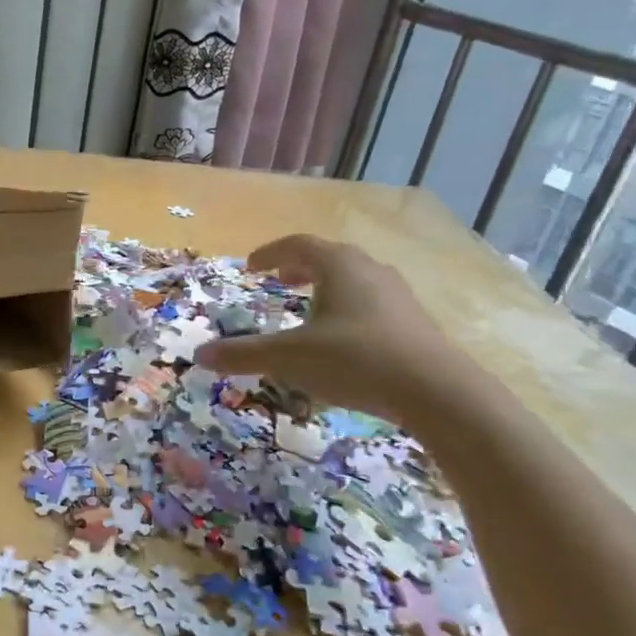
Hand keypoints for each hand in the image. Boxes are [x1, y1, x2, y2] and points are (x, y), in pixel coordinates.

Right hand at [193, 234, 465, 425]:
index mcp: (339, 266)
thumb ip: (244, 354)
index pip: (298, 244)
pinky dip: (348, 308)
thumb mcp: (290, 358)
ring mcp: (397, 295)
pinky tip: (342, 339)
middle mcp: (370, 271)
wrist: (435, 390)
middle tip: (279, 280)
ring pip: (354, 280)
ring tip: (309, 308)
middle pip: (330, 257)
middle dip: (299, 267)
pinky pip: (372, 302)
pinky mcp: (414, 322)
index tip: (252, 267)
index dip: (270, 253)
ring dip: (326, 287)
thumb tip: (200, 354)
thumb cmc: (355, 360)